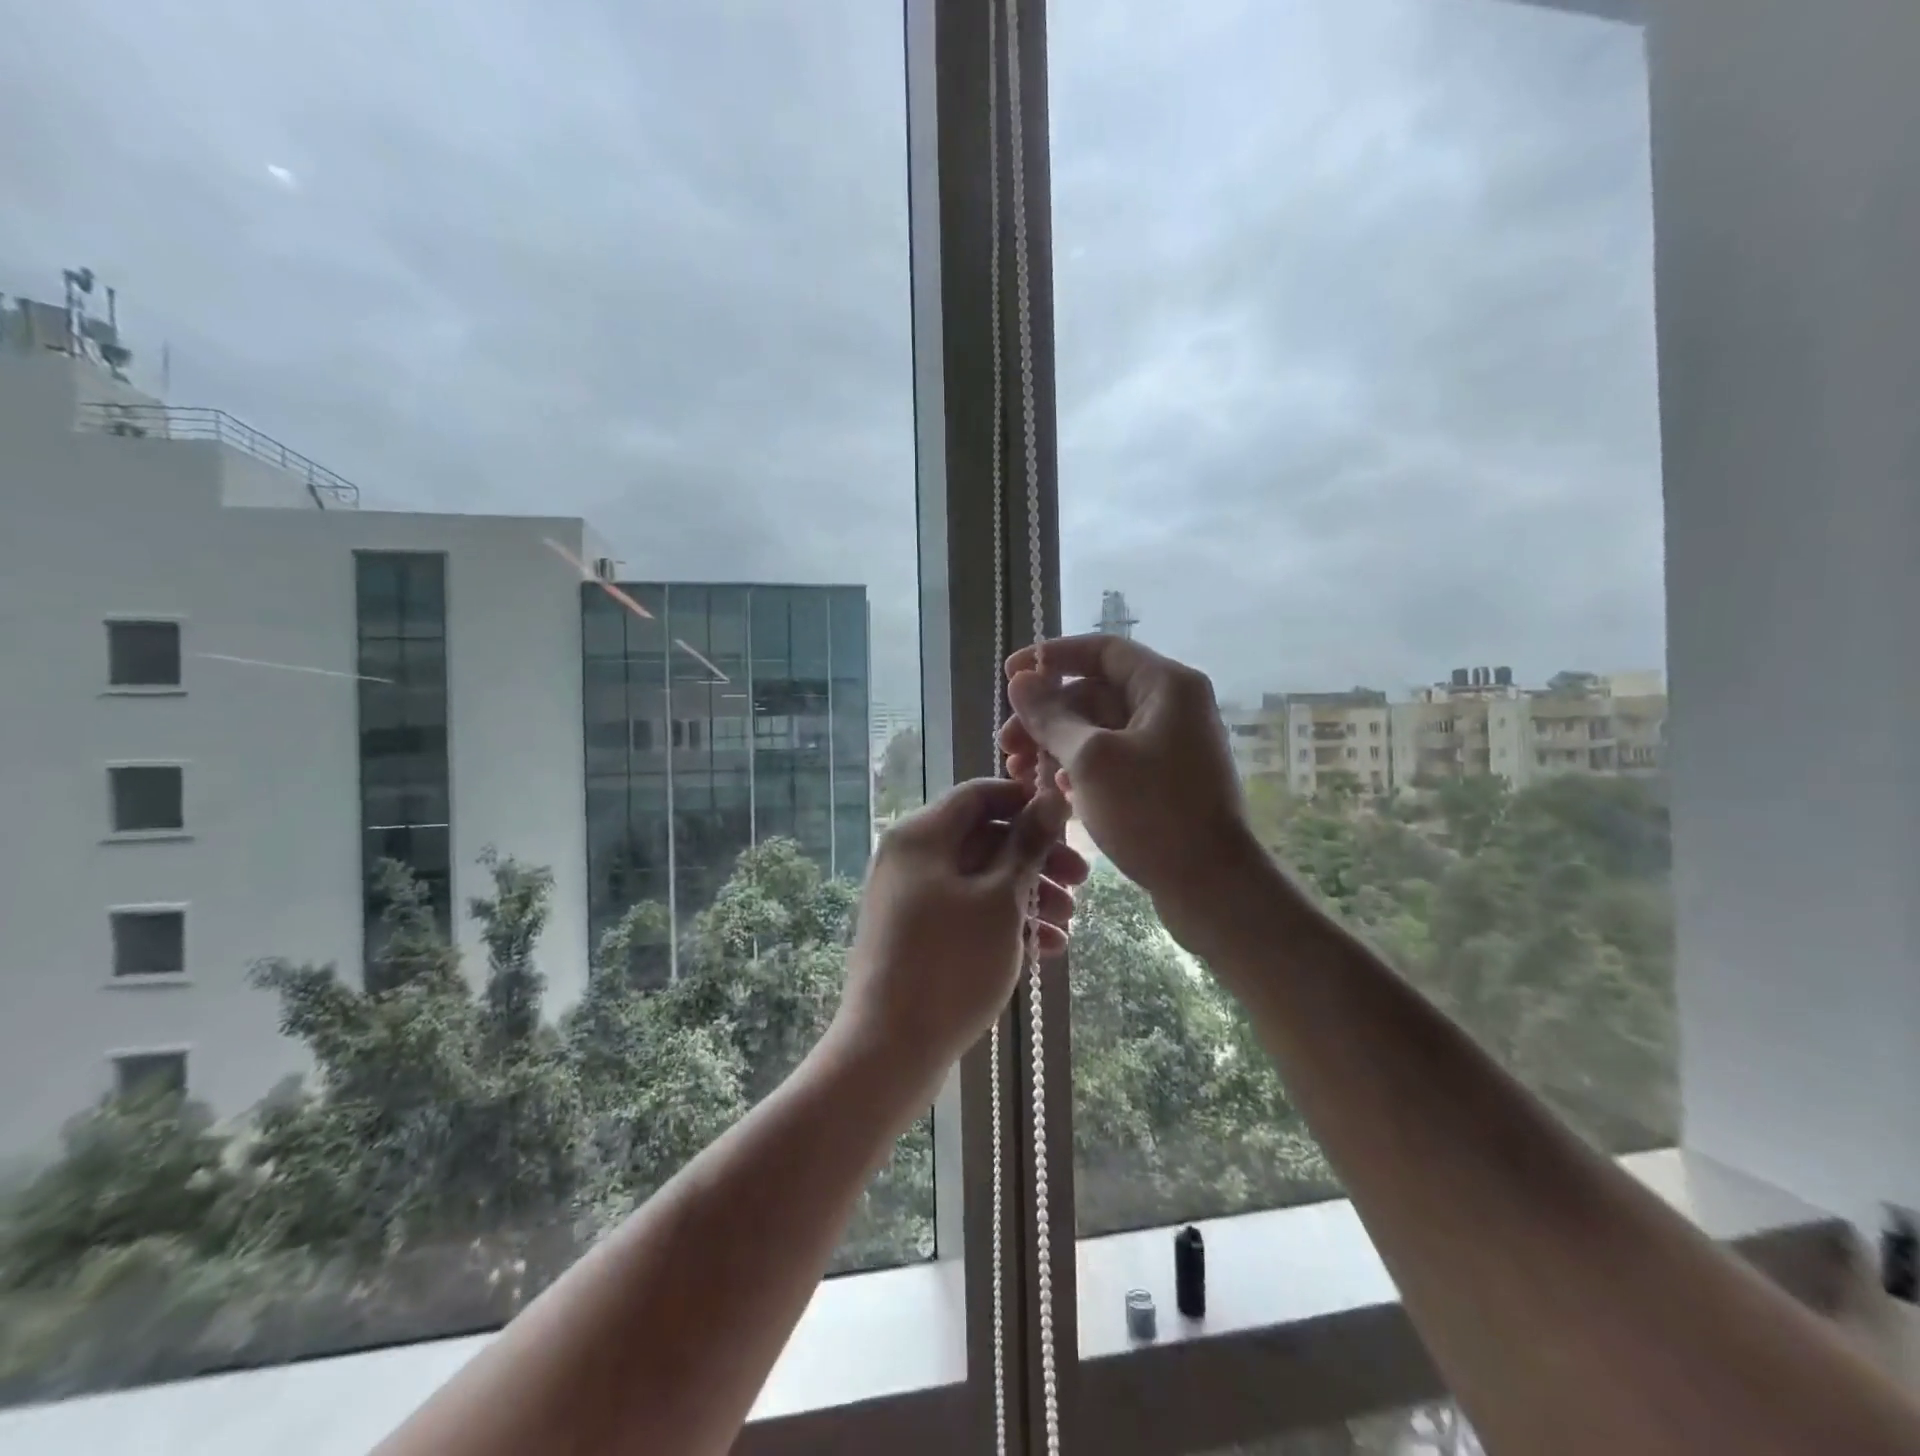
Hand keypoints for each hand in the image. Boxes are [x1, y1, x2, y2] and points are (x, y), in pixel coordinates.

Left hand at [832, 779, 1086, 1091]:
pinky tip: (1045, 950)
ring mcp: (909, 897)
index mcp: (921, 835)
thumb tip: (1051, 798)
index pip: (978, 794)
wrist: (889, 1049)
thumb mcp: (1000, 899)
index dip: (1026, 802)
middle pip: (982, 838)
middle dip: (1036, 859)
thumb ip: (1027, 845)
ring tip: (1069, 925)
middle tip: (1081, 882)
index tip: (1068, 823)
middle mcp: (910, 857)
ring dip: (1027, 895)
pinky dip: (1003, 922)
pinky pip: (965, 911)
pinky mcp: (914, 934)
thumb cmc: (950, 964)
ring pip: (978, 879)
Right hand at [1001, 635, 1257, 942]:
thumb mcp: (1091, 760)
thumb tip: (1021, 681)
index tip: (1010, 676)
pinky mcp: (1162, 782)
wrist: (1211, 886)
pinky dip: (1079, 770)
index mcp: (1166, 686)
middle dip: (1046, 716)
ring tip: (1018, 773)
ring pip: (1099, 731)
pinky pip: (1112, 761)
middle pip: (1096, 693)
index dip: (1052, 657)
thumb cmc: (1152, 812)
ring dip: (1055, 746)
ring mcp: (1168, 746)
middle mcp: (1171, 707)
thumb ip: (1051, 716)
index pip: (1102, 650)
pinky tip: (1051, 792)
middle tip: (1006, 744)